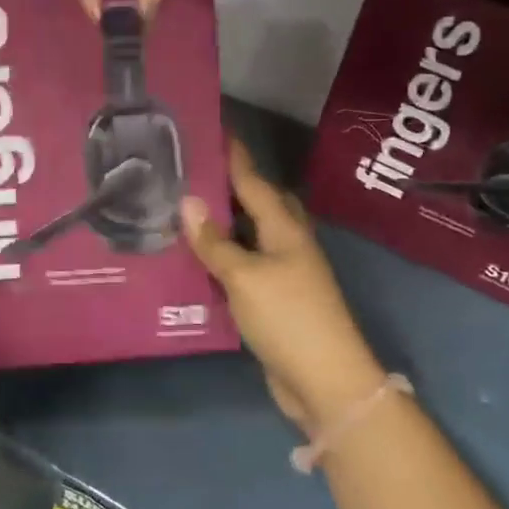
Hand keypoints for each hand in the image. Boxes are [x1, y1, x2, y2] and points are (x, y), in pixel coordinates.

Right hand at [181, 138, 387, 435]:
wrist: (325, 380)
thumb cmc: (287, 317)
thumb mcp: (245, 276)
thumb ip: (215, 241)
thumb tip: (188, 201)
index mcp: (284, 227)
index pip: (253, 180)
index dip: (233, 155)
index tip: (212, 127)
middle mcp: (286, 242)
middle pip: (256, 203)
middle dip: (228, 184)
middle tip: (190, 171)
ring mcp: (283, 272)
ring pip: (248, 235)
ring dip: (222, 222)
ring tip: (183, 209)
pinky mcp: (274, 298)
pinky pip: (243, 265)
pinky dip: (221, 257)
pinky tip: (195, 259)